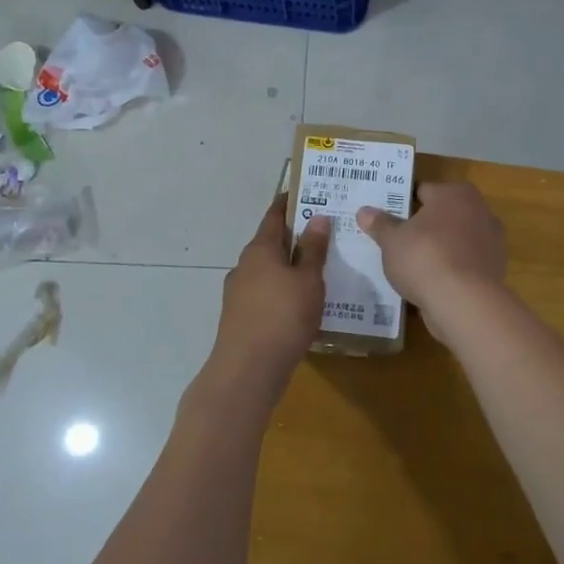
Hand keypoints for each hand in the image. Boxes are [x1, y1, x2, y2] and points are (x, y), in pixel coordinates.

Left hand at [201, 195, 331, 410]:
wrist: (248, 370)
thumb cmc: (283, 316)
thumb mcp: (308, 281)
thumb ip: (313, 250)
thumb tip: (317, 217)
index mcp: (260, 249)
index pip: (274, 215)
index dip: (290, 202)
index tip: (308, 192)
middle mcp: (245, 265)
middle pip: (271, 243)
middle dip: (295, 237)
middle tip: (325, 233)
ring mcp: (239, 293)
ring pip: (268, 271)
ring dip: (289, 267)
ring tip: (319, 270)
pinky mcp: (241, 317)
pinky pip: (266, 294)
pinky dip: (283, 291)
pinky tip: (302, 304)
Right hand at [356, 182, 505, 335]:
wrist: (465, 303)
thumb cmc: (425, 258)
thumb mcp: (392, 241)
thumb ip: (380, 224)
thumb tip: (364, 211)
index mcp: (454, 193)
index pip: (424, 191)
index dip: (404, 202)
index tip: (388, 215)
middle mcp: (478, 210)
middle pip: (443, 214)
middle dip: (424, 225)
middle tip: (397, 238)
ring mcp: (491, 241)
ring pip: (456, 239)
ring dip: (440, 247)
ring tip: (413, 263)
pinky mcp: (494, 268)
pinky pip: (465, 262)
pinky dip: (452, 268)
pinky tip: (432, 282)